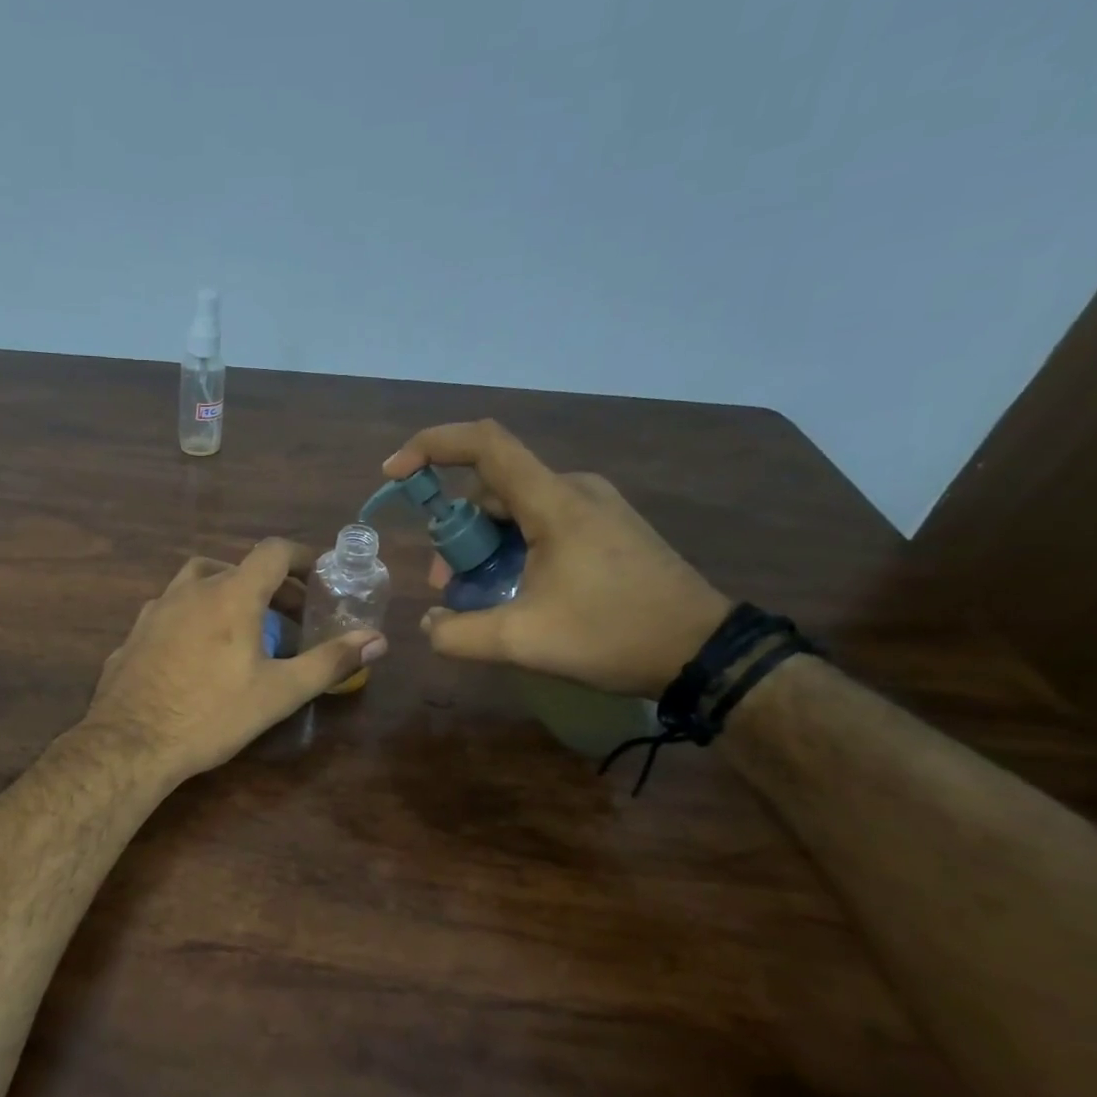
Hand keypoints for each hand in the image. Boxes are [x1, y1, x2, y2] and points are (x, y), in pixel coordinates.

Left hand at [84, 539, 387, 784]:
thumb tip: (378, 640)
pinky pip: (173, 611)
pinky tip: (198, 652)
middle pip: (237, 567)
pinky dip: (195, 616)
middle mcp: (191, 589)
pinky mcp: (135, 633)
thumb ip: (329, 662)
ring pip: (198, 583)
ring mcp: (156, 609)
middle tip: (291, 616)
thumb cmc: (212, 714)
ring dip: (228, 594)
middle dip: (270, 586)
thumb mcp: (279, 692)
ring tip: (244, 629)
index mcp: (231, 594)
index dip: (301, 557)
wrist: (129, 743)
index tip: (320, 575)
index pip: (272, 552)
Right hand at [383, 420, 729, 698]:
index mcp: (554, 502)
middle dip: (456, 534)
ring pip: (514, 510)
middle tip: (448, 586)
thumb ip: (458, 634)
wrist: (703, 652)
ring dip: (484, 546)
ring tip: (479, 597)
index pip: (484, 444)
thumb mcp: (523, 642)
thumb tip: (429, 624)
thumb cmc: (613, 636)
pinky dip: (512, 549)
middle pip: (491, 490)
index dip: (430, 446)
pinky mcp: (606, 527)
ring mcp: (594, 507)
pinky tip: (515, 592)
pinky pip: (541, 523)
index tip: (394, 474)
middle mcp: (573, 489)